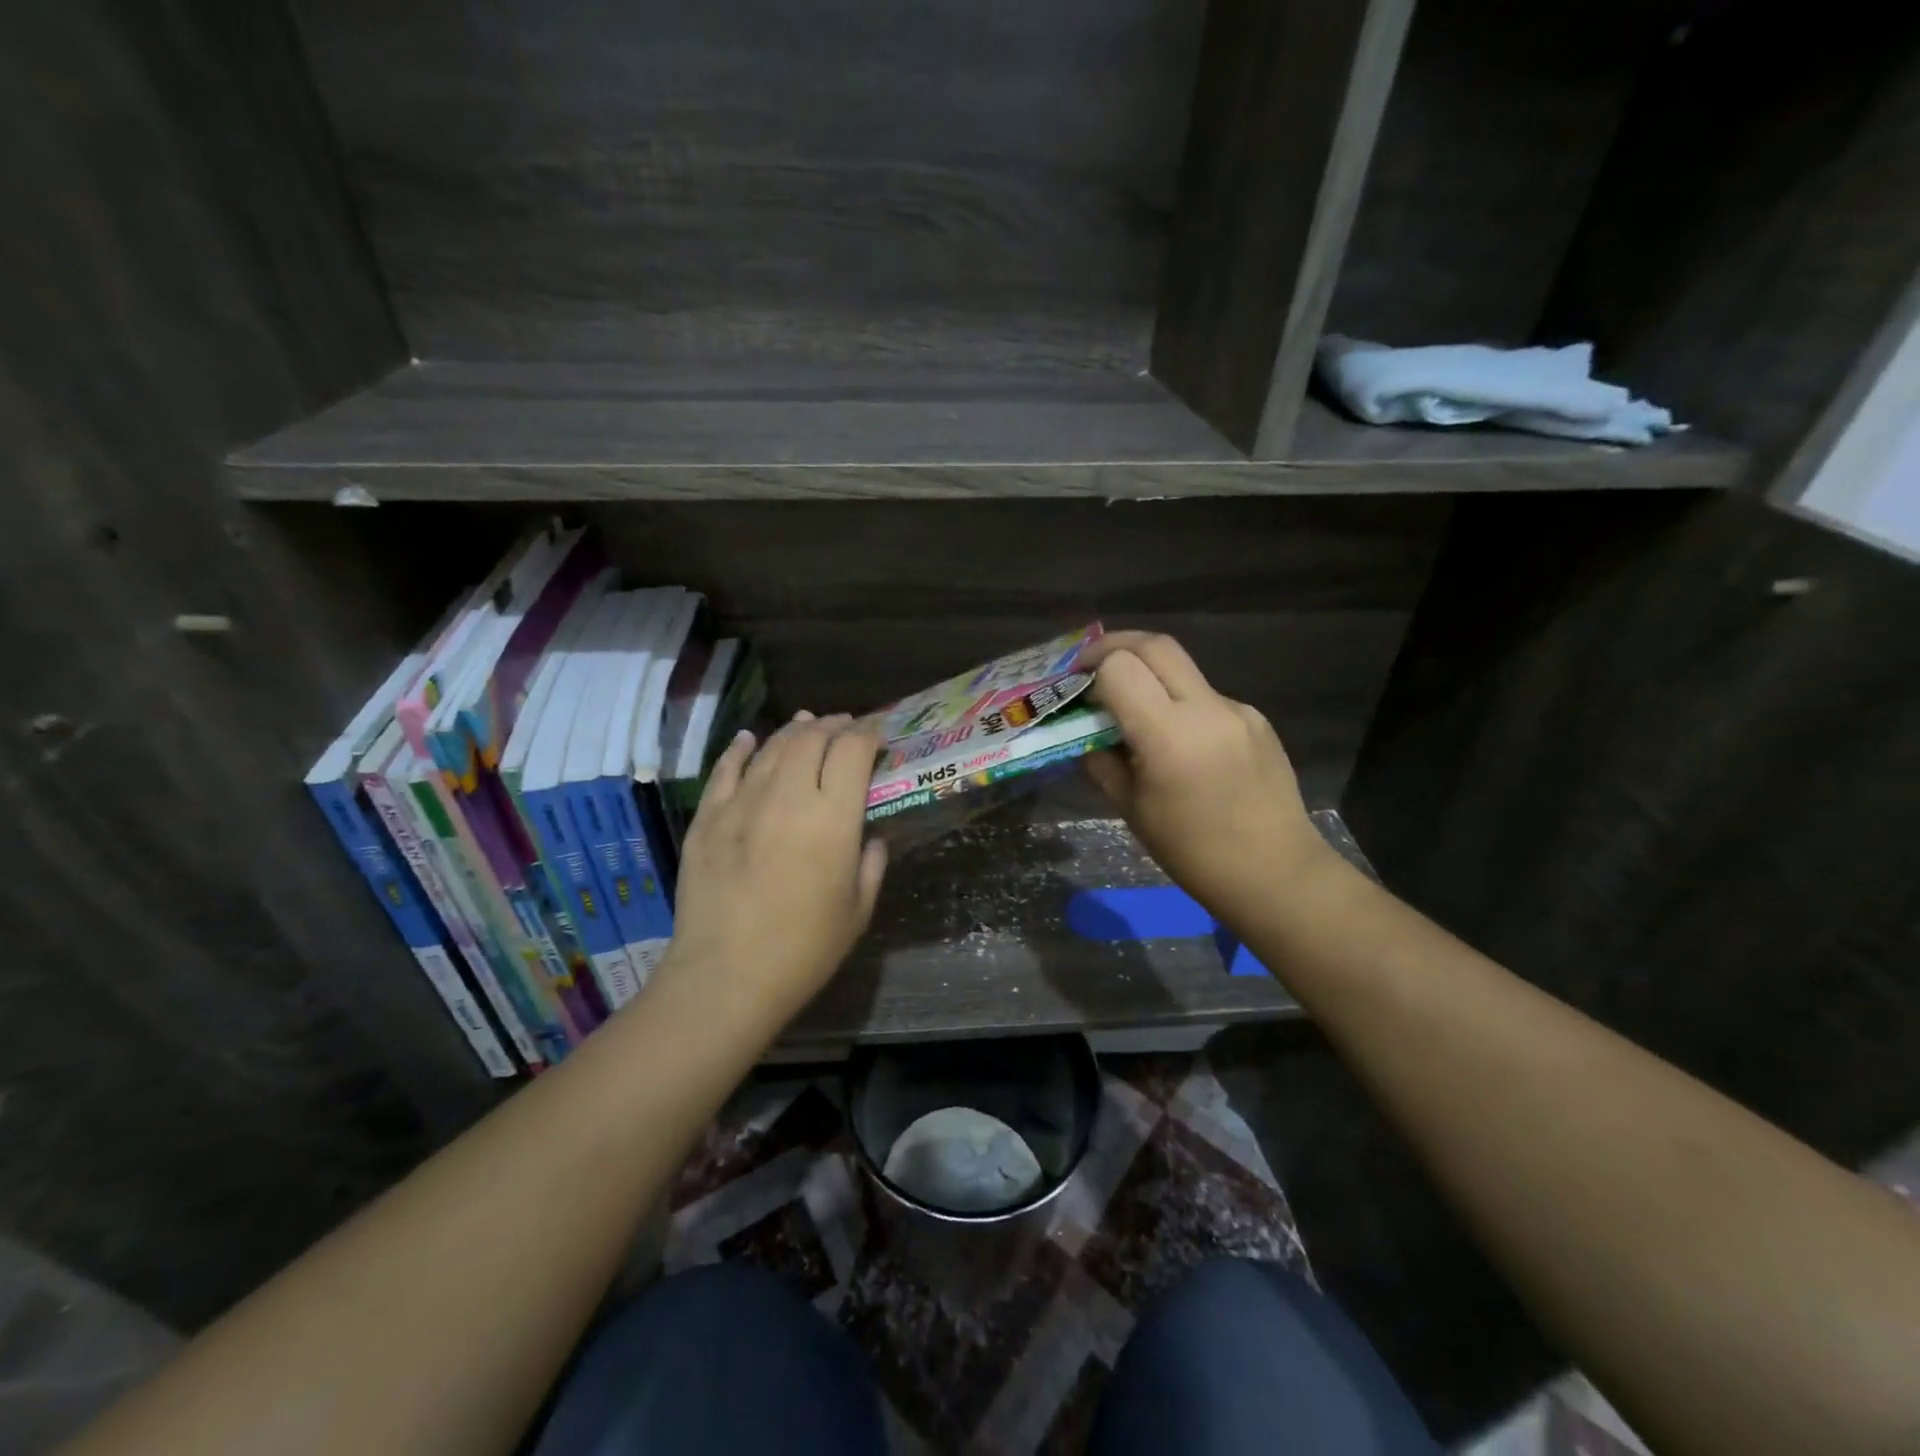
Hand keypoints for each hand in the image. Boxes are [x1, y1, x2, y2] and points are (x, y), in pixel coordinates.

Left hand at [657, 713, 886, 1032]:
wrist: (726, 976)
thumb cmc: (804, 950)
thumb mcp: (858, 910)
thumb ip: (872, 864)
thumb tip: (870, 836)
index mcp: (831, 818)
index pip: (853, 750)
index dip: (869, 733)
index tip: (877, 734)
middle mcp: (787, 797)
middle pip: (811, 738)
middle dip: (834, 725)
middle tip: (845, 727)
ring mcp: (741, 803)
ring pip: (771, 747)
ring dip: (794, 731)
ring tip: (807, 725)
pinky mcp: (707, 817)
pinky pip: (725, 769)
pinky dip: (741, 748)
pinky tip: (749, 739)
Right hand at [1080, 632, 1335, 927]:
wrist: (1275, 873)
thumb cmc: (1192, 852)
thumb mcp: (1131, 810)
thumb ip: (1102, 762)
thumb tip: (1087, 735)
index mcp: (1169, 735)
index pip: (1120, 667)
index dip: (1091, 667)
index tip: (1075, 683)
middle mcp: (1206, 709)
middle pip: (1155, 645)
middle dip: (1116, 646)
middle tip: (1092, 666)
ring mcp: (1237, 710)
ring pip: (1183, 669)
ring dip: (1150, 675)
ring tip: (1133, 710)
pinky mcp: (1256, 719)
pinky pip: (1206, 697)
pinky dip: (1180, 704)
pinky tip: (1179, 742)